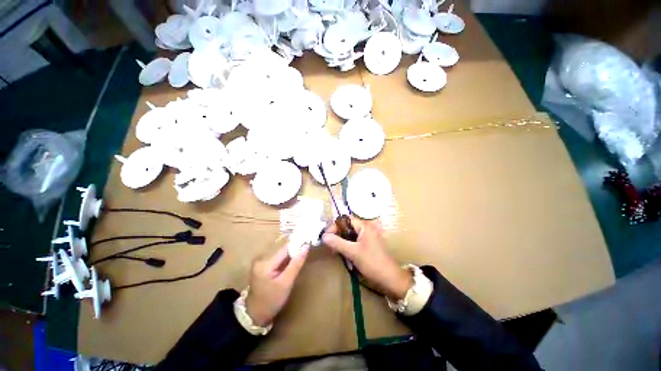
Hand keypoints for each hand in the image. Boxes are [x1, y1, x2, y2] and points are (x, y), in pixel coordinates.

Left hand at [245, 244, 308, 325]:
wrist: (255, 316)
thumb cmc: (271, 301)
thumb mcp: (286, 283)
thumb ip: (296, 264)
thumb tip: (306, 247)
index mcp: (266, 263)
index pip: (285, 249)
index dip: (297, 246)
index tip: (309, 244)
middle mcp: (262, 259)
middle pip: (283, 251)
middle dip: (295, 252)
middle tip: (307, 253)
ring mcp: (261, 263)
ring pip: (281, 256)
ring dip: (291, 257)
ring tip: (302, 258)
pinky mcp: (263, 268)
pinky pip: (278, 261)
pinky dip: (286, 262)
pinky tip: (292, 265)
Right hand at [322, 217, 411, 299]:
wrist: (390, 278)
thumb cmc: (372, 262)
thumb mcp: (353, 252)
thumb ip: (337, 243)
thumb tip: (323, 236)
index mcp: (364, 226)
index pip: (345, 220)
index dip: (335, 226)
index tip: (327, 237)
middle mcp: (367, 227)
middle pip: (347, 227)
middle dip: (338, 237)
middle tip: (332, 248)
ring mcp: (368, 236)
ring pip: (350, 236)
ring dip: (343, 244)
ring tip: (338, 254)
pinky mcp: (369, 244)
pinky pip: (355, 242)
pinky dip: (349, 248)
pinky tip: (347, 258)